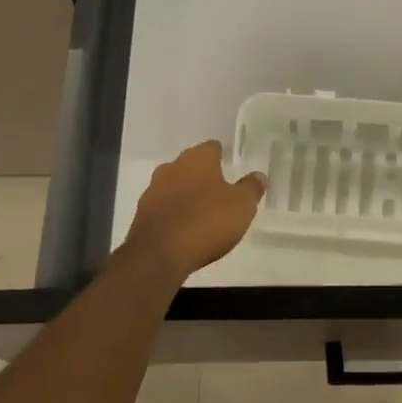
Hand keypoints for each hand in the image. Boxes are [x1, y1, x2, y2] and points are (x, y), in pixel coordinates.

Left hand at [122, 140, 265, 279]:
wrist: (159, 254)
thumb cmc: (206, 222)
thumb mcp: (241, 206)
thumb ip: (251, 188)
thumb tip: (259, 175)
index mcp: (197, 159)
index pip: (213, 147)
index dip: (224, 156)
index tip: (233, 168)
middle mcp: (172, 167)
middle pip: (192, 166)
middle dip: (205, 177)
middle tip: (222, 192)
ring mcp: (153, 190)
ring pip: (176, 186)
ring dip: (188, 195)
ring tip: (204, 214)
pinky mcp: (142, 214)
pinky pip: (164, 208)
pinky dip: (175, 213)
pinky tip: (185, 229)